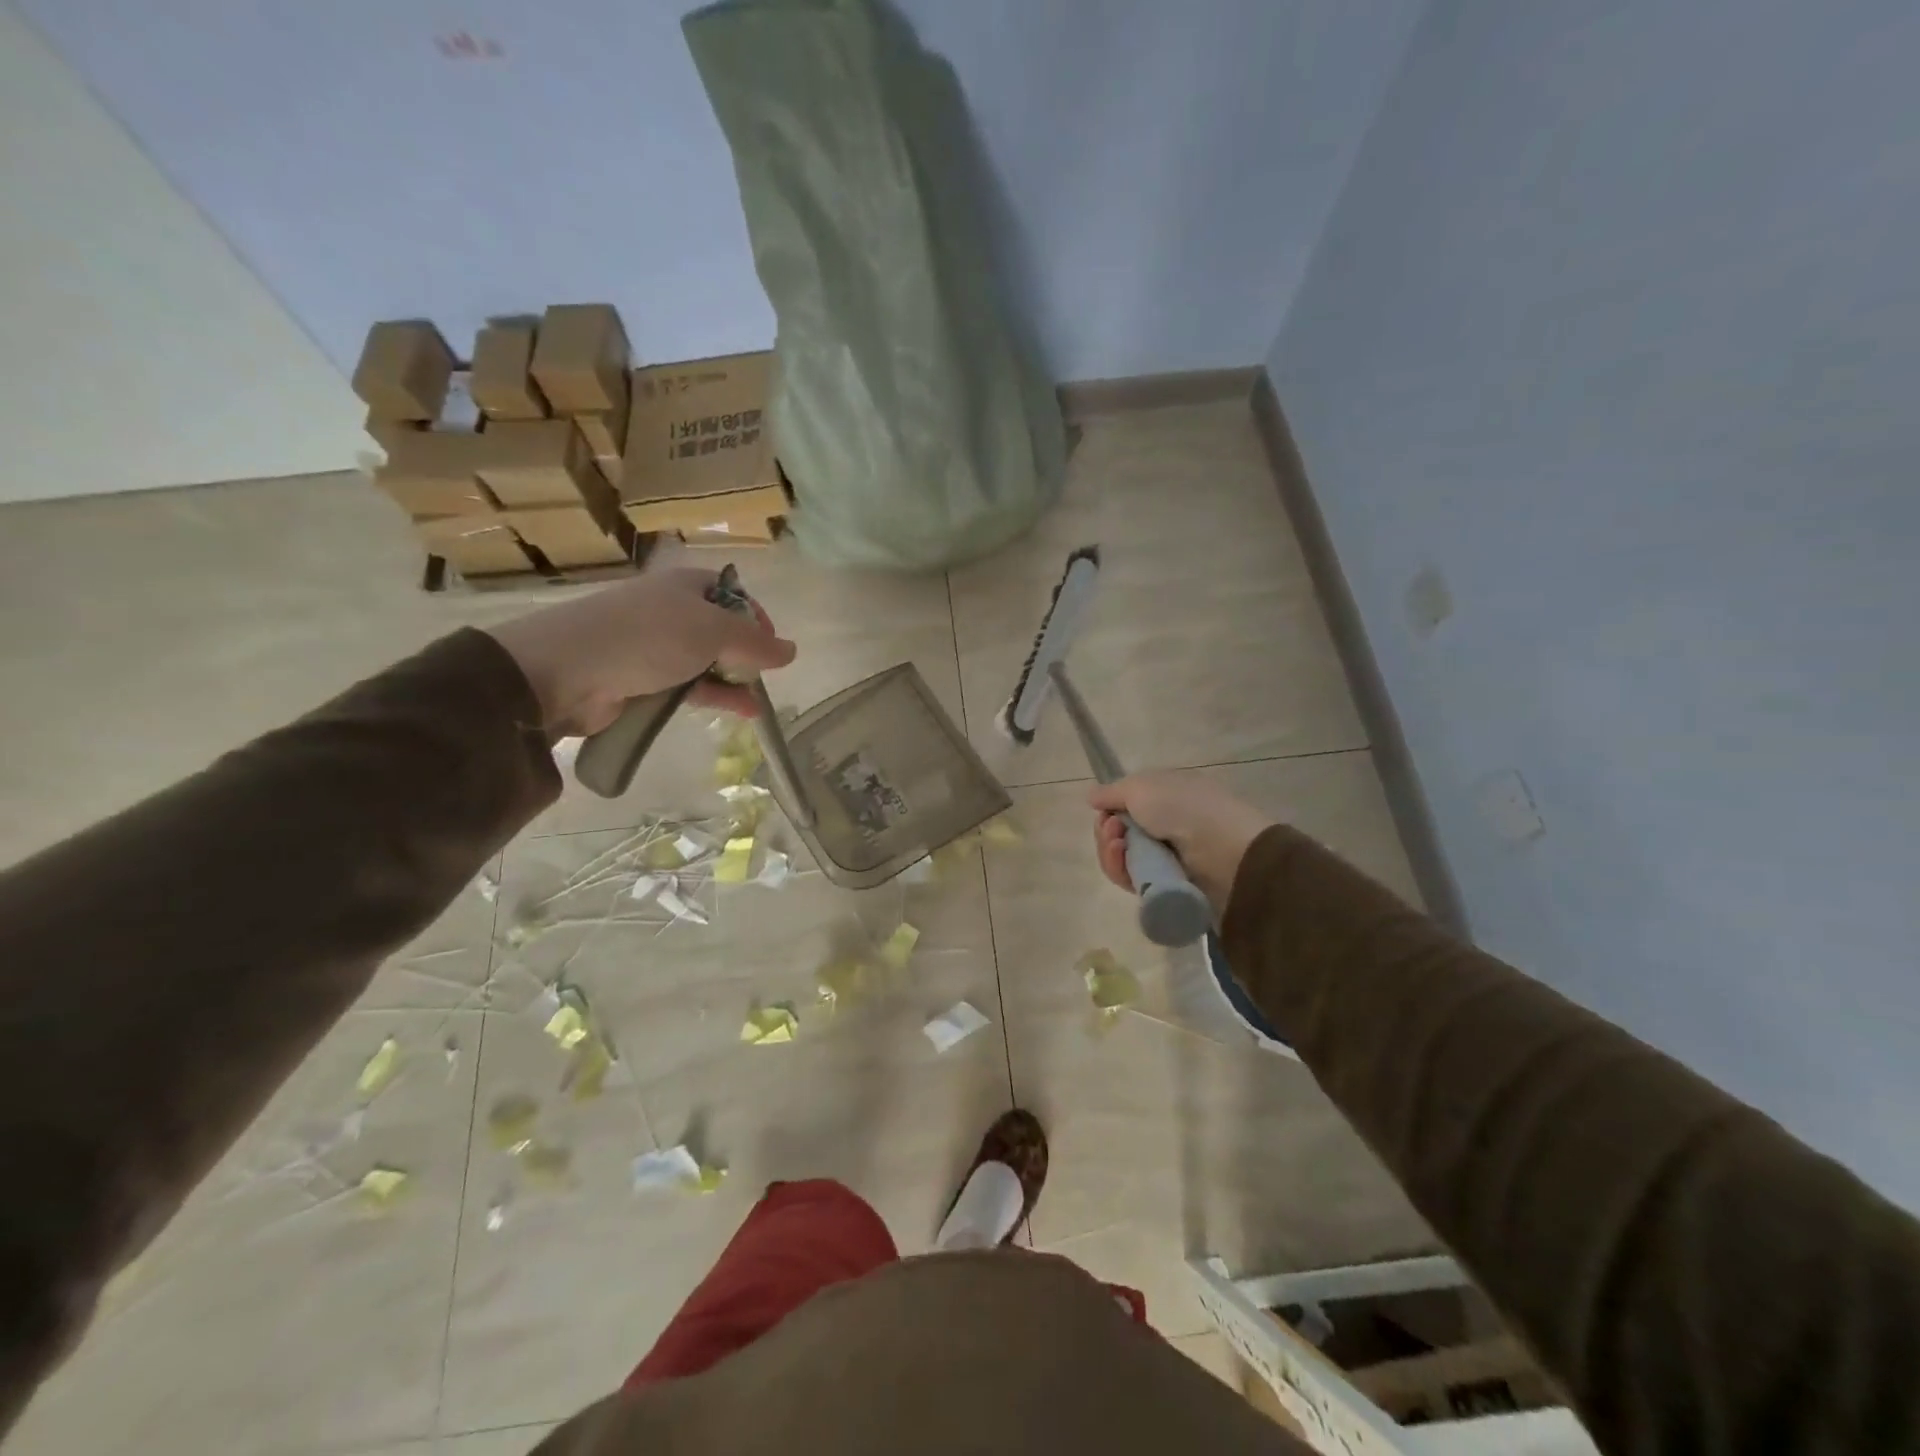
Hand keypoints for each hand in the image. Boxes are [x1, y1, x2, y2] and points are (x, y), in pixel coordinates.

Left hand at [485, 567, 796, 736]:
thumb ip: (755, 643)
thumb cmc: (647, 637)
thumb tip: (792, 651)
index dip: (756, 617)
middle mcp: (671, 610)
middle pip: (720, 629)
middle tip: (763, 676)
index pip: (732, 594)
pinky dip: (713, 697)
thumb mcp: (712, 632)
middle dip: (746, 654)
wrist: (566, 671)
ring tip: (757, 704)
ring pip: (704, 661)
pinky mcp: (641, 679)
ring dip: (732, 680)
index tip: (772, 646)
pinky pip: (686, 686)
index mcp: (686, 586)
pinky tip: (739, 712)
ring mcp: (654, 646)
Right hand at [1087, 773, 1274, 912]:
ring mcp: (1165, 858)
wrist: (1225, 852)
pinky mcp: (1164, 886)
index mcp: (1165, 797)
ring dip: (1110, 851)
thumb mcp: (1142, 787)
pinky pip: (1130, 879)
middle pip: (1118, 833)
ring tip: (1119, 845)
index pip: (1125, 806)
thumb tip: (1091, 797)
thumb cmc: (1184, 808)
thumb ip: (1112, 792)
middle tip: (1113, 831)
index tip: (1105, 812)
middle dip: (1106, 832)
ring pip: (1121, 858)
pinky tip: (1122, 859)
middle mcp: (1164, 826)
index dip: (1109, 810)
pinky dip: (1120, 869)